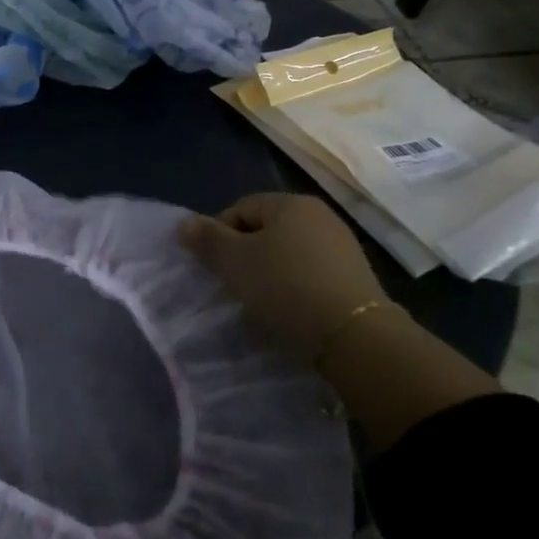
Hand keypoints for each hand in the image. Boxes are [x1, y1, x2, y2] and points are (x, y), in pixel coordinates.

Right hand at [178, 193, 388, 351]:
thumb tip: (184, 223)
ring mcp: (341, 245)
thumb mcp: (234, 262)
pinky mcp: (354, 276)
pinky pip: (310, 273)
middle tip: (233, 285)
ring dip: (269, 273)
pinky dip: (294, 287)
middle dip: (245, 255)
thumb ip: (207, 239)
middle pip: (265, 230)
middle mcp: (319, 215)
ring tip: (260, 303)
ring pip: (288, 253)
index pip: (240, 208)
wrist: (354, 335)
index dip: (219, 235)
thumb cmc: (284, 287)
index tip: (214, 268)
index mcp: (289, 203)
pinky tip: (288, 311)